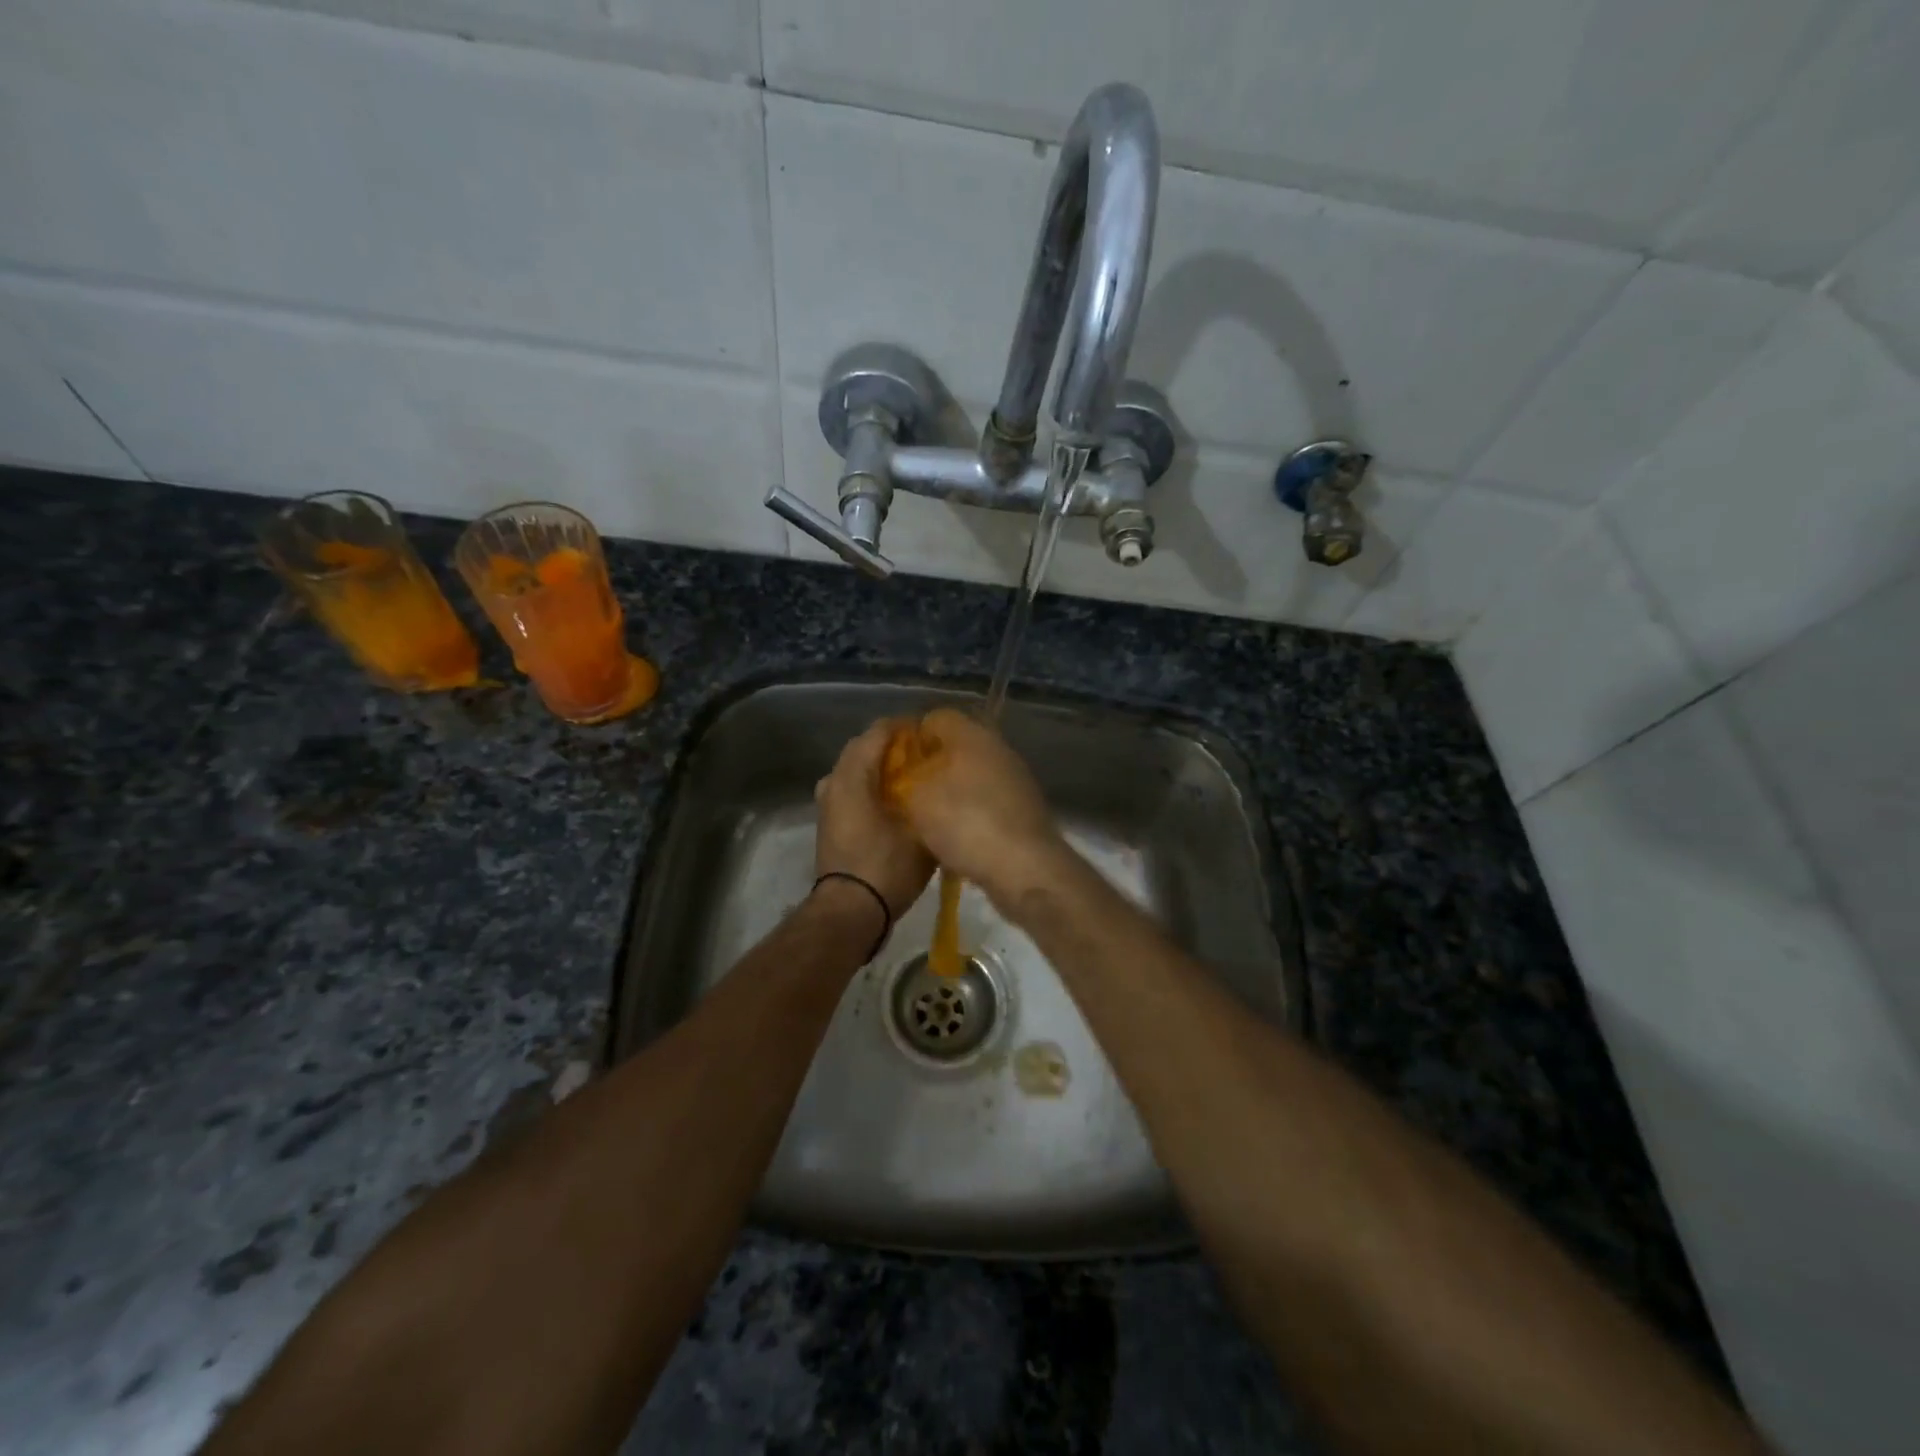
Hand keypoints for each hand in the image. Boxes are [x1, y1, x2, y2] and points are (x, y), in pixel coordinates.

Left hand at [814, 719, 934, 920]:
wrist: (850, 912)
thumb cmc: (887, 867)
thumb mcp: (920, 830)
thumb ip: (929, 798)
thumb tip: (940, 782)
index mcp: (853, 775)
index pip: (879, 731)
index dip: (907, 727)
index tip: (933, 735)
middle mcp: (834, 780)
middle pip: (864, 747)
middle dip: (894, 746)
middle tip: (926, 755)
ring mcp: (827, 802)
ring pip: (856, 769)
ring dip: (881, 767)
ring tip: (914, 778)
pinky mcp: (830, 821)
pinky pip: (851, 788)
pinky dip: (871, 786)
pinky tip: (897, 800)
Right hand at [892, 708, 1065, 903]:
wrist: (1025, 867)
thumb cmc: (965, 823)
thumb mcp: (918, 798)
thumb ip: (906, 777)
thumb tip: (907, 771)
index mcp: (972, 734)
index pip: (936, 717)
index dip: (911, 737)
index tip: (893, 763)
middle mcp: (998, 748)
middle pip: (957, 746)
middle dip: (932, 765)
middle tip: (907, 790)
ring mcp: (1016, 778)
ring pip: (974, 774)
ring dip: (952, 790)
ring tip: (928, 816)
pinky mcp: (1025, 808)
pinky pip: (989, 800)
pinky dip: (972, 812)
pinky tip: (957, 835)